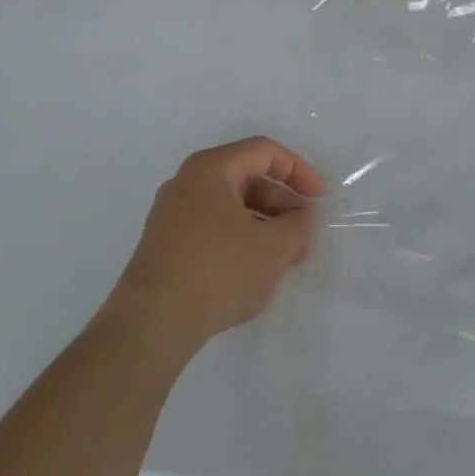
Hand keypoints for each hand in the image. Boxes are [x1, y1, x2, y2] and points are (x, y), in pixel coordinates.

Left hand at [101, 137, 326, 360]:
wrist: (153, 323)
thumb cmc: (219, 270)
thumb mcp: (275, 246)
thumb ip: (299, 224)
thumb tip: (302, 217)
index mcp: (210, 169)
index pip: (264, 152)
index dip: (299, 171)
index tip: (320, 199)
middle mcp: (186, 184)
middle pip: (247, 179)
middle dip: (283, 205)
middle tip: (305, 237)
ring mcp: (172, 216)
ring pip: (232, 208)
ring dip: (265, 226)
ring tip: (286, 260)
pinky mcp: (167, 246)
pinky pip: (214, 230)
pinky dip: (242, 241)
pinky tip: (255, 272)